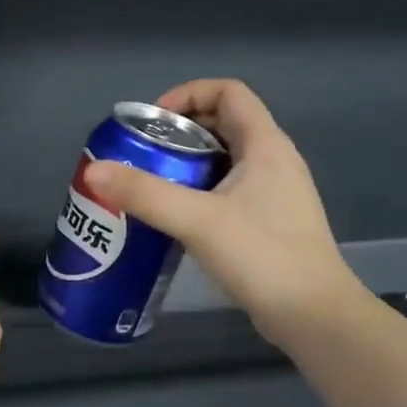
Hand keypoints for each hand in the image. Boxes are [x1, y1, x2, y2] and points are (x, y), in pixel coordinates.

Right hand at [83, 79, 366, 347]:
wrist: (314, 315)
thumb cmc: (262, 256)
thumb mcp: (197, 220)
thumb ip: (145, 194)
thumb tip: (93, 171)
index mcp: (265, 145)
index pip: (229, 92)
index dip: (188, 94)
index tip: (153, 120)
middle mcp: (274, 161)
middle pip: (224, 123)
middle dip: (180, 131)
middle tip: (142, 153)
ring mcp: (275, 193)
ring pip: (226, 159)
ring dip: (188, 163)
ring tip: (150, 183)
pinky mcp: (269, 222)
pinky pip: (229, 190)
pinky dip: (200, 191)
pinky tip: (175, 218)